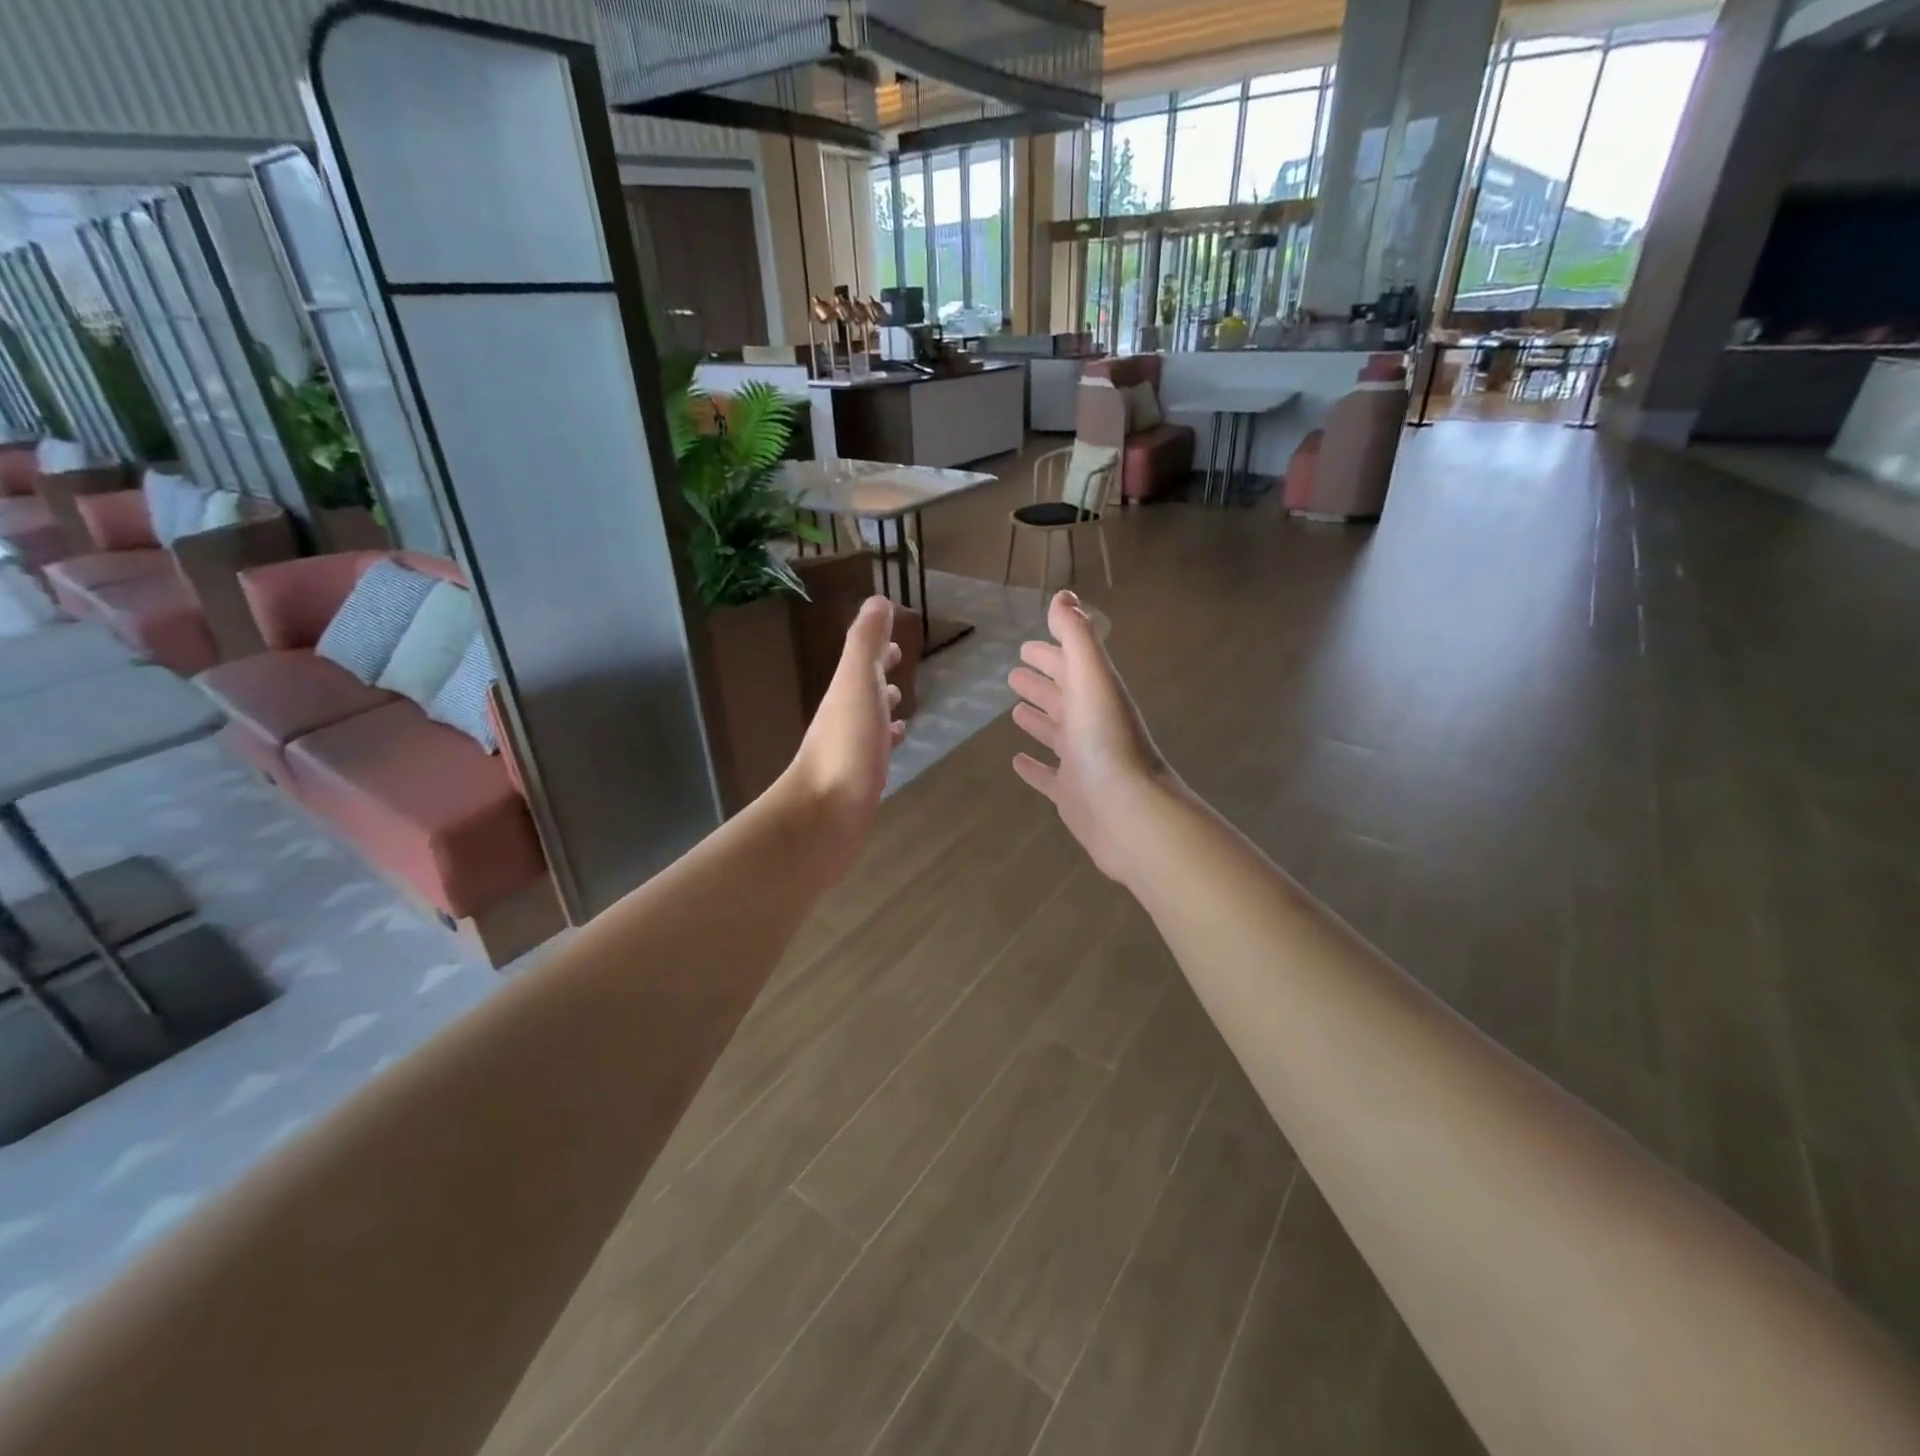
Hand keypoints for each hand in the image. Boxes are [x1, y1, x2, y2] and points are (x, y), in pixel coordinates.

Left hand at [778, 595, 904, 881]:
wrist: (824, 816)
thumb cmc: (845, 746)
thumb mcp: (856, 683)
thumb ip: (865, 643)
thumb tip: (877, 600)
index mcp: (844, 694)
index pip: (861, 664)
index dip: (876, 651)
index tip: (894, 643)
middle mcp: (844, 720)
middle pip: (863, 691)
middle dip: (879, 677)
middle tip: (899, 666)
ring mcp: (851, 753)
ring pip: (870, 723)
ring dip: (883, 711)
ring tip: (902, 706)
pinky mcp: (860, 783)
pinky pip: (877, 754)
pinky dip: (888, 743)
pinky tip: (897, 747)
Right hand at [1009, 591, 1174, 883]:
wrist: (1128, 811)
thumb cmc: (1106, 740)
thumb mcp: (1092, 678)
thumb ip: (1076, 636)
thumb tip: (1063, 595)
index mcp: (1095, 694)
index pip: (1069, 665)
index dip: (1050, 653)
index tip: (1026, 646)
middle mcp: (1090, 724)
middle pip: (1062, 697)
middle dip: (1042, 682)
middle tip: (1015, 673)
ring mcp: (1081, 760)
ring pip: (1056, 733)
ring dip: (1038, 719)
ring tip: (1014, 711)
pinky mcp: (1071, 793)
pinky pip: (1048, 776)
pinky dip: (1033, 767)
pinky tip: (1016, 762)